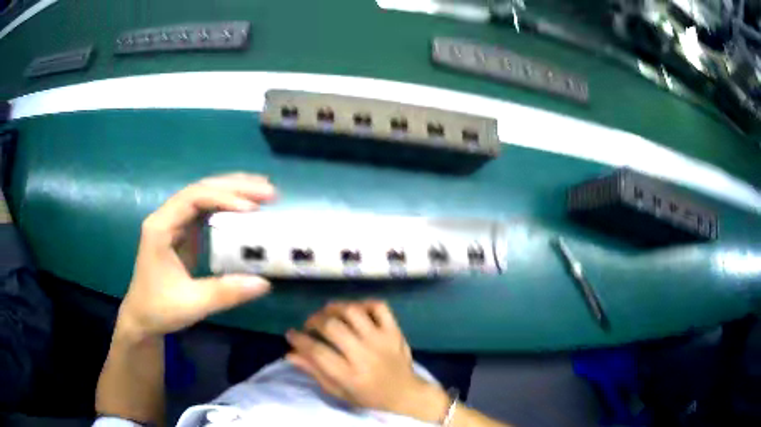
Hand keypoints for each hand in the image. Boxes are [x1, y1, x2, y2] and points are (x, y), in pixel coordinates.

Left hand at [118, 173, 276, 339]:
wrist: (142, 318)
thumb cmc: (159, 309)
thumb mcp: (191, 304)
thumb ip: (224, 293)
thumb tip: (264, 283)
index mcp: (160, 227)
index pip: (193, 198)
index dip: (223, 198)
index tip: (252, 208)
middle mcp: (167, 217)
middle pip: (201, 189)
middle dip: (235, 187)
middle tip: (269, 191)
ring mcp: (174, 223)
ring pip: (205, 195)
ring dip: (233, 190)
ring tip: (263, 191)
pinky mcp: (182, 232)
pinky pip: (206, 209)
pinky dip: (227, 204)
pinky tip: (246, 206)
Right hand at [286, 301, 450, 422]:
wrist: (405, 393)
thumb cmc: (368, 396)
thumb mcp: (338, 391)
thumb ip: (314, 372)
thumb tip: (290, 353)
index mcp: (350, 374)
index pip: (317, 351)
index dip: (299, 340)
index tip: (291, 334)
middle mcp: (365, 354)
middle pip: (332, 327)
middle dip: (314, 321)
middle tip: (310, 325)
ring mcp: (382, 340)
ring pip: (353, 312)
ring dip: (335, 308)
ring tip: (328, 314)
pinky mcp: (394, 331)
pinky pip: (379, 307)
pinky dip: (364, 303)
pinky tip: (355, 311)